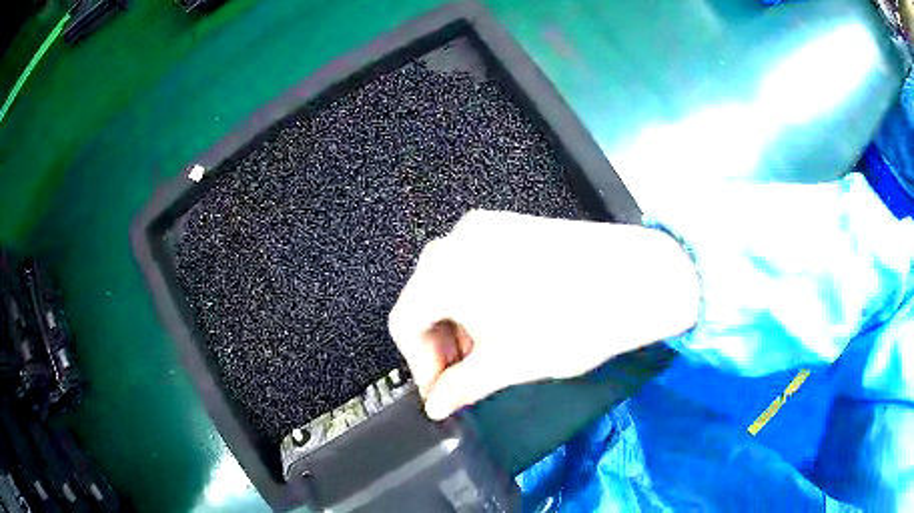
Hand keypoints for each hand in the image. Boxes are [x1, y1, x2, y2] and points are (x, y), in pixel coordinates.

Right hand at [388, 210, 698, 419]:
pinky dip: (477, 298)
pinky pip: (474, 265)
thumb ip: (463, 386)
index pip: (405, 322)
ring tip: (490, 351)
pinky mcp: (512, 226)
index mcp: (448, 271)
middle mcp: (460, 239)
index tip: (441, 389)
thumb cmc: (578, 321)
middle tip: (466, 375)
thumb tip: (438, 403)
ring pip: (449, 281)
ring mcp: (488, 227)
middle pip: (424, 299)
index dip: (419, 365)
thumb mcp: (511, 363)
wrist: (640, 278)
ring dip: (459, 322)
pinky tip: (504, 319)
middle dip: (440, 344)